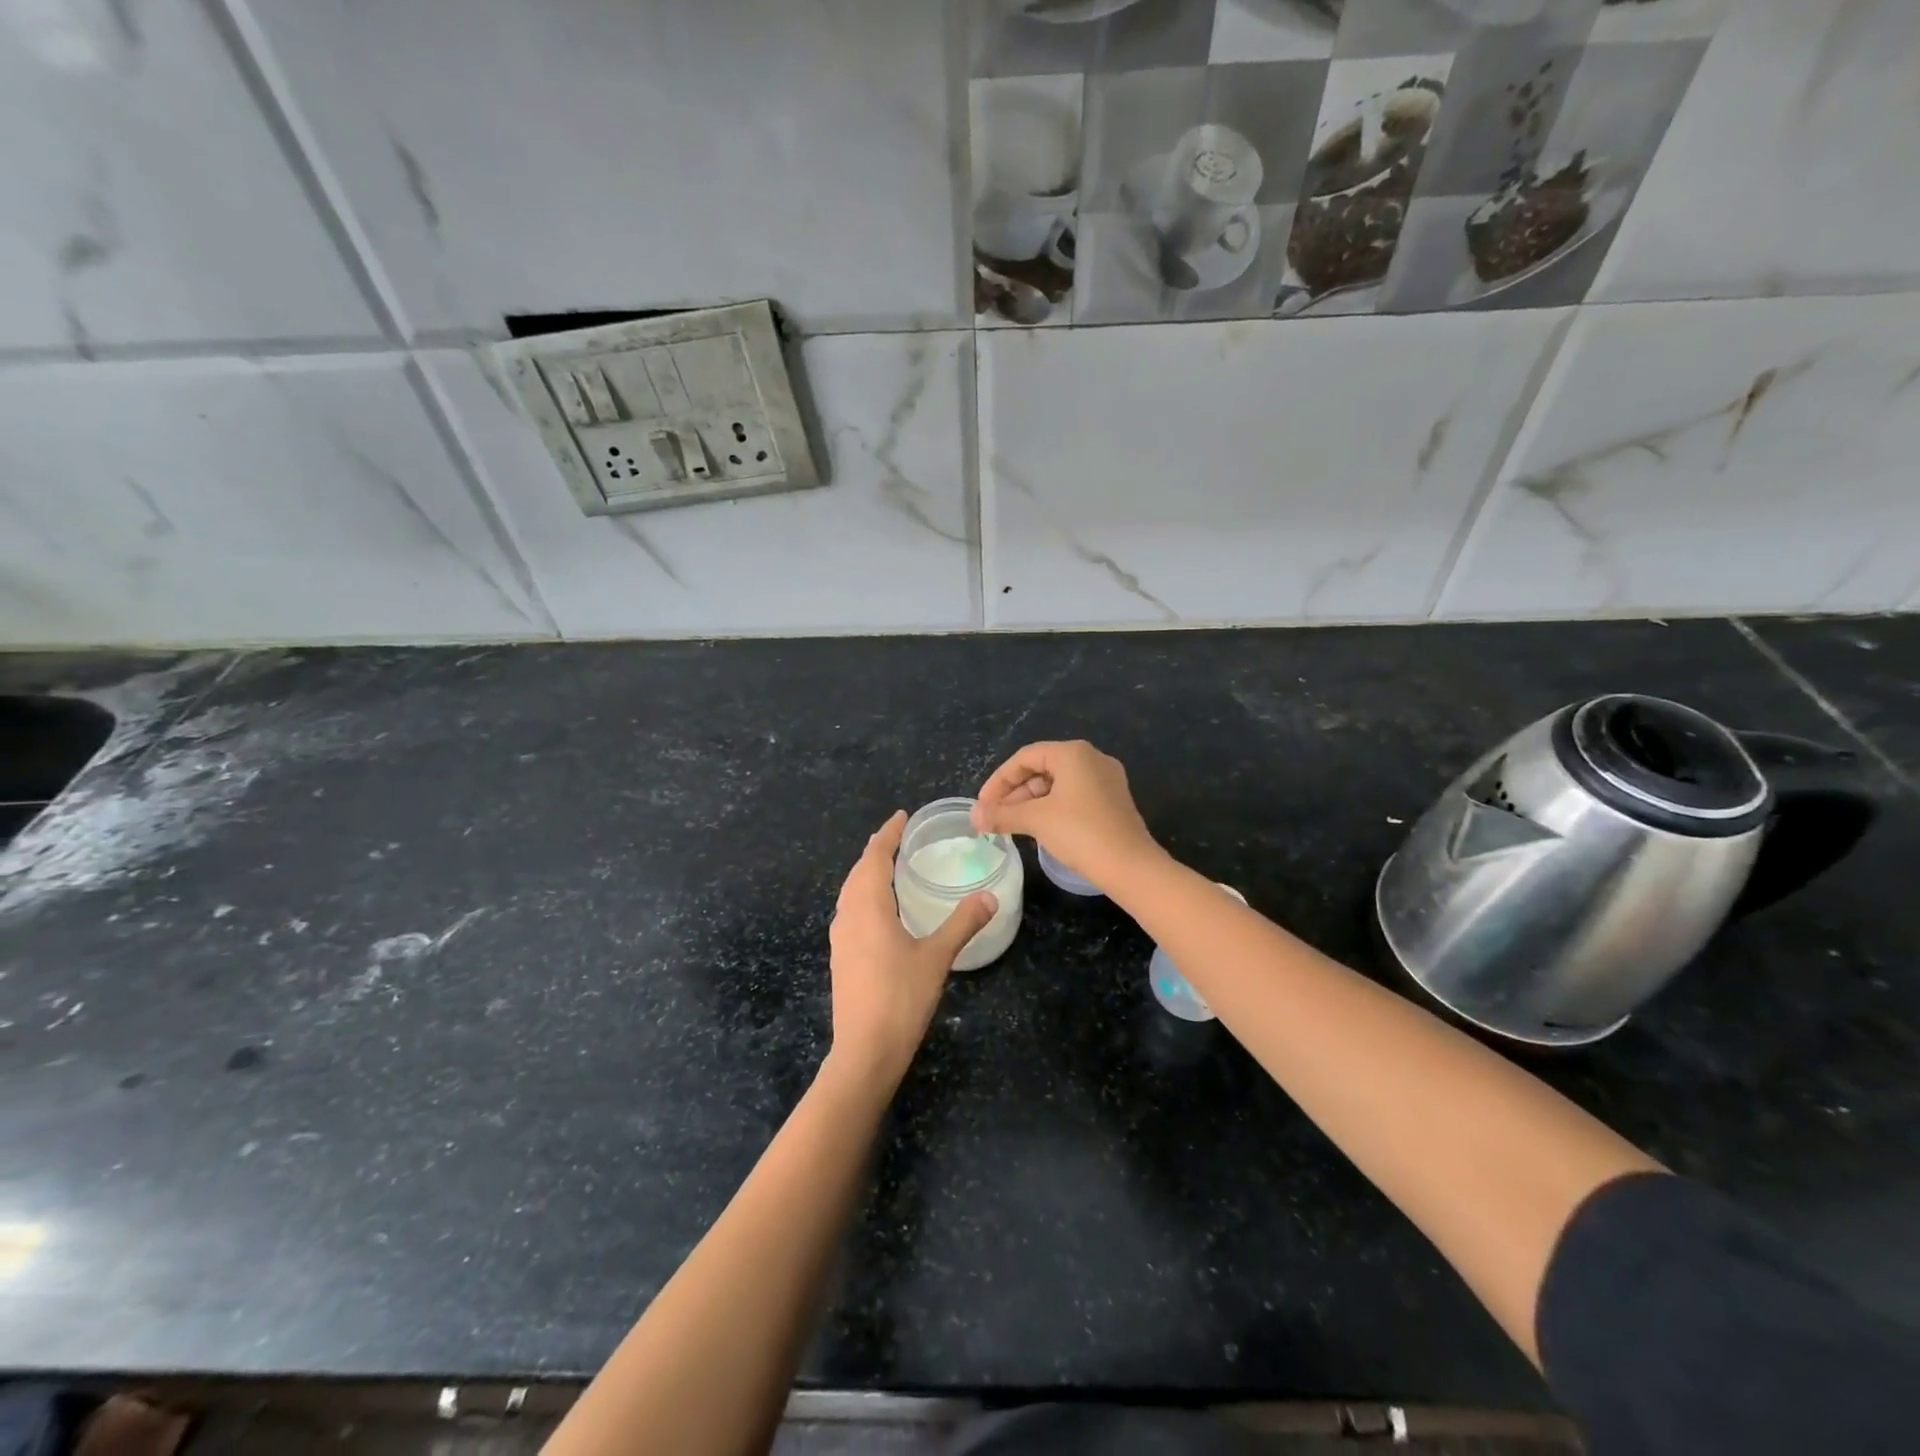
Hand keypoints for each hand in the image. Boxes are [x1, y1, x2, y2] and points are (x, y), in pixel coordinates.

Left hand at [827, 810, 996, 1084]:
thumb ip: (962, 923)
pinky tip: (878, 910)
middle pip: (858, 872)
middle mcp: (848, 916)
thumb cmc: (901, 998)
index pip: (874, 857)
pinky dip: (863, 896)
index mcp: (869, 907)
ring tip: (887, 866)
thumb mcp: (937, 957)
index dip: (887, 835)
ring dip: (866, 873)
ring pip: (850, 892)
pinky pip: (850, 911)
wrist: (864, 1051)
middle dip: (875, 851)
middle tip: (896, 837)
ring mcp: (840, 938)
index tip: (900, 816)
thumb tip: (990, 896)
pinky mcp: (840, 958)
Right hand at [971, 740, 1163, 892]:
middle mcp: (1092, 759)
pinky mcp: (1113, 801)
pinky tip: (1038, 828)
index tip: (983, 805)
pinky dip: (1051, 808)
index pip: (1025, 757)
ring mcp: (1106, 780)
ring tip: (1011, 825)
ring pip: (1057, 784)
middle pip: (1041, 768)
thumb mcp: (1036, 820)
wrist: (1130, 866)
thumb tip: (974, 816)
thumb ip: (1002, 814)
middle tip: (995, 817)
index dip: (998, 780)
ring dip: (1030, 802)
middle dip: (1014, 792)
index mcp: (1073, 753)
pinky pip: (1073, 796)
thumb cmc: (1080, 833)